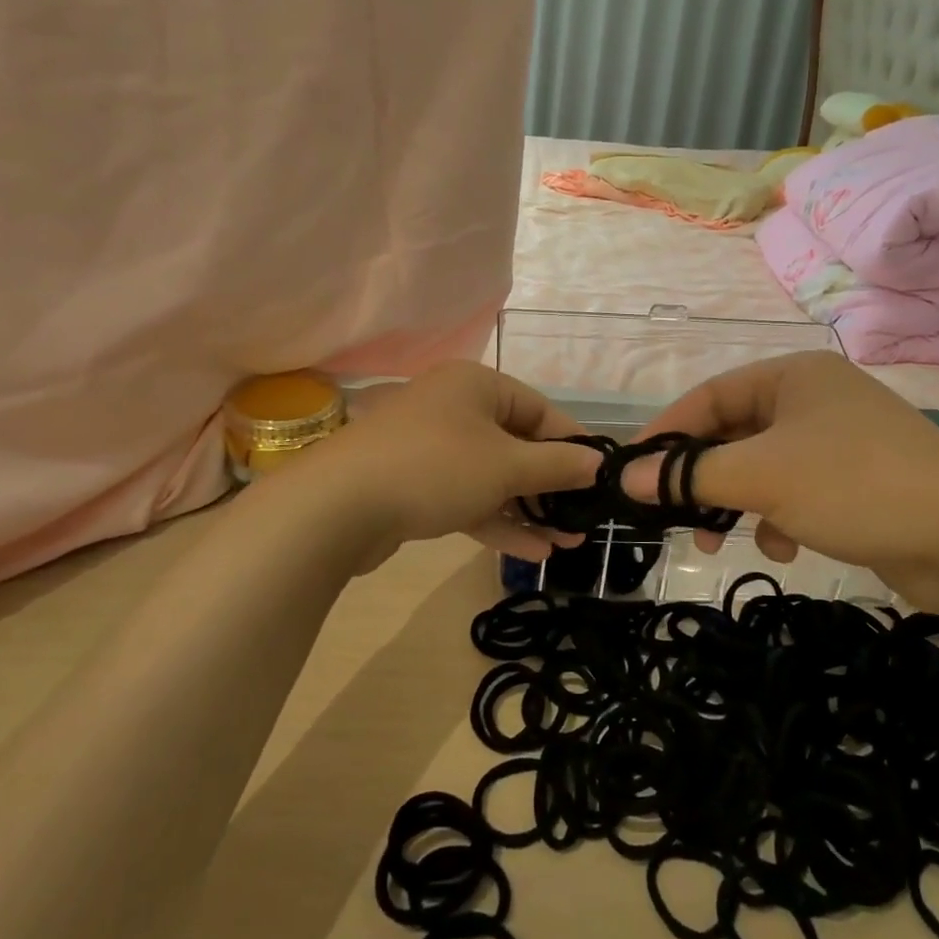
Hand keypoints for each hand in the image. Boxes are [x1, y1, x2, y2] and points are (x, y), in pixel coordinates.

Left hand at [294, 362, 603, 567]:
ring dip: (529, 508)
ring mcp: (431, 449)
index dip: (572, 444)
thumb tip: (600, 462)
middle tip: (584, 516)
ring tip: (568, 541)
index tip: (600, 477)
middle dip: (551, 485)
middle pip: (516, 444)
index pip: (540, 410)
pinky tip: (534, 552)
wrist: (337, 507)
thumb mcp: (506, 466)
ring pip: (492, 476)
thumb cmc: (435, 468)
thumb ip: (557, 465)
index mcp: (476, 386)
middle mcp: (454, 409)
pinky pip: (467, 497)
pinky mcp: (416, 486)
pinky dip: (497, 520)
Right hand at [622, 352, 938, 611]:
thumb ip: (688, 475)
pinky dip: (779, 517)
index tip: (630, 469)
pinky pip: (797, 491)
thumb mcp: (761, 476)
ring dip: (736, 503)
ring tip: (717, 541)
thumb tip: (625, 479)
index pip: (709, 395)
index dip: (666, 432)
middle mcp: (816, 399)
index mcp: (794, 375)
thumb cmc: (854, 484)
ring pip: (763, 467)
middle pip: (735, 433)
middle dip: (701, 477)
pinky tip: (786, 547)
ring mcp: (841, 441)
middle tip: (671, 513)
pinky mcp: (859, 482)